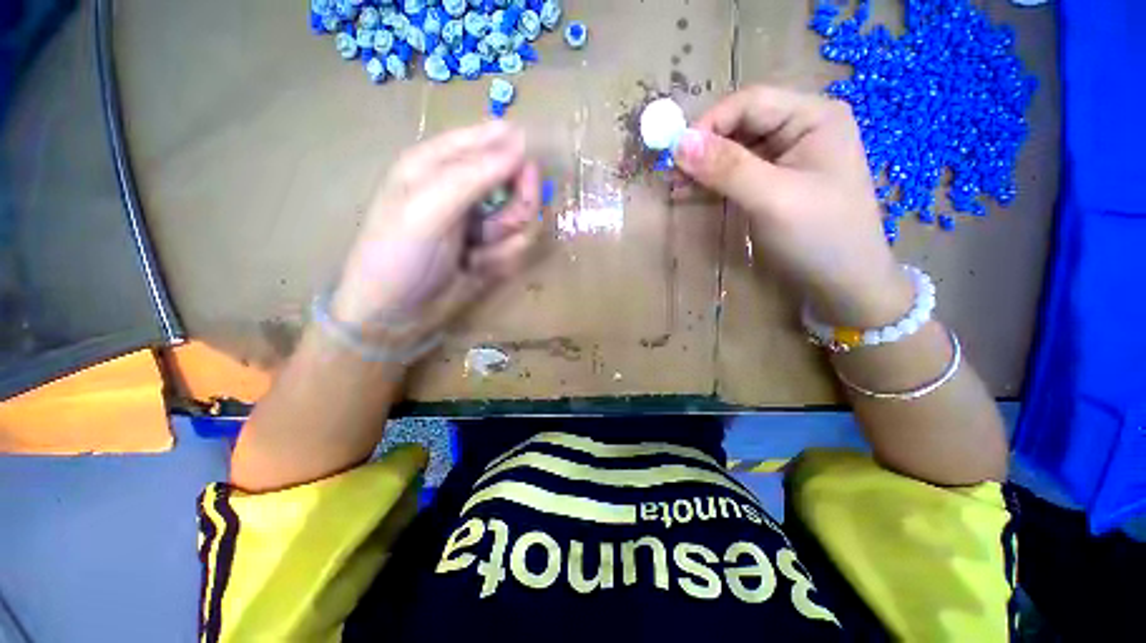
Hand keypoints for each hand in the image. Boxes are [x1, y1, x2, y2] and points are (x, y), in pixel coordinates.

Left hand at [331, 120, 539, 347]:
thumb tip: (520, 142)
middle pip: (516, 182)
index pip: (489, 138)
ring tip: (476, 256)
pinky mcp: (493, 249)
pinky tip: (478, 269)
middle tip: (498, 228)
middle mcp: (465, 188)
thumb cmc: (400, 256)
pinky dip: (502, 260)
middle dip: (516, 208)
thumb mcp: (428, 209)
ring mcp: (482, 221)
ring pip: (522, 219)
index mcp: (438, 163)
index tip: (526, 173)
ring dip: (505, 241)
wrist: (397, 316)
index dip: (513, 153)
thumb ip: (474, 175)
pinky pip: (517, 247)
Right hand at [673, 86, 910, 326]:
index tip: (676, 154)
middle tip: (671, 174)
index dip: (709, 123)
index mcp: (813, 117)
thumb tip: (679, 143)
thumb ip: (727, 168)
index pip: (750, 103)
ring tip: (675, 186)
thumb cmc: (819, 237)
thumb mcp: (772, 198)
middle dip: (704, 148)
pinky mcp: (775, 183)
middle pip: (741, 125)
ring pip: (735, 150)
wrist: (843, 284)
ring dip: (704, 167)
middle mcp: (801, 128)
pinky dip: (712, 183)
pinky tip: (690, 193)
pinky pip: (737, 173)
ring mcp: (788, 157)